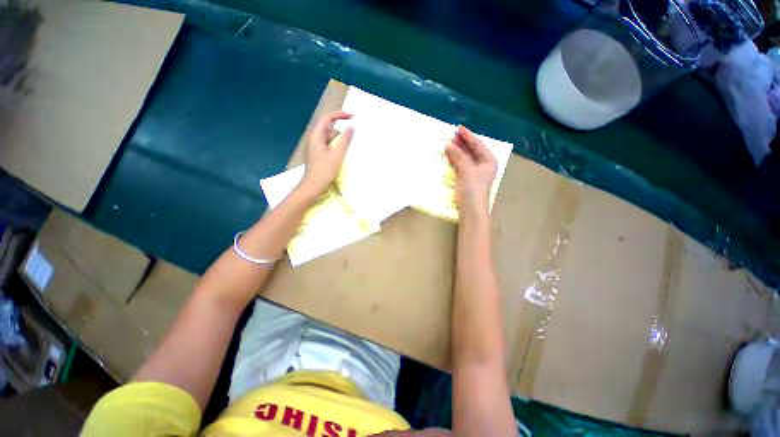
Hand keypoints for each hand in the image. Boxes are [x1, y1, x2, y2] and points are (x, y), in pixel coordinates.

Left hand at [299, 111, 354, 196]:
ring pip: (327, 135)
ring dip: (338, 135)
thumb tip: (351, 127)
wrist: (313, 186)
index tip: (352, 116)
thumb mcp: (337, 155)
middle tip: (352, 126)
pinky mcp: (317, 153)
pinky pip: (327, 143)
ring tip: (349, 139)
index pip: (327, 118)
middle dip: (339, 124)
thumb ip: (345, 140)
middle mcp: (313, 138)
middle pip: (327, 125)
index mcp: (316, 136)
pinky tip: (341, 149)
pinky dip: (335, 143)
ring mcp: (314, 146)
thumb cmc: (325, 171)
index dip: (340, 115)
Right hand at [445, 126, 496, 215]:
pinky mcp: (466, 178)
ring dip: (458, 151)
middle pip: (472, 150)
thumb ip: (458, 155)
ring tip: (449, 143)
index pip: (478, 144)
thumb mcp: (467, 169)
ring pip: (465, 157)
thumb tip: (448, 144)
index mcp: (488, 160)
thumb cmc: (473, 187)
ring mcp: (474, 172)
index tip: (458, 128)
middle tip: (452, 135)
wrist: (470, 207)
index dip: (468, 136)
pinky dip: (455, 159)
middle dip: (462, 143)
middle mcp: (483, 164)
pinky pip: (460, 165)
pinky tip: (449, 155)